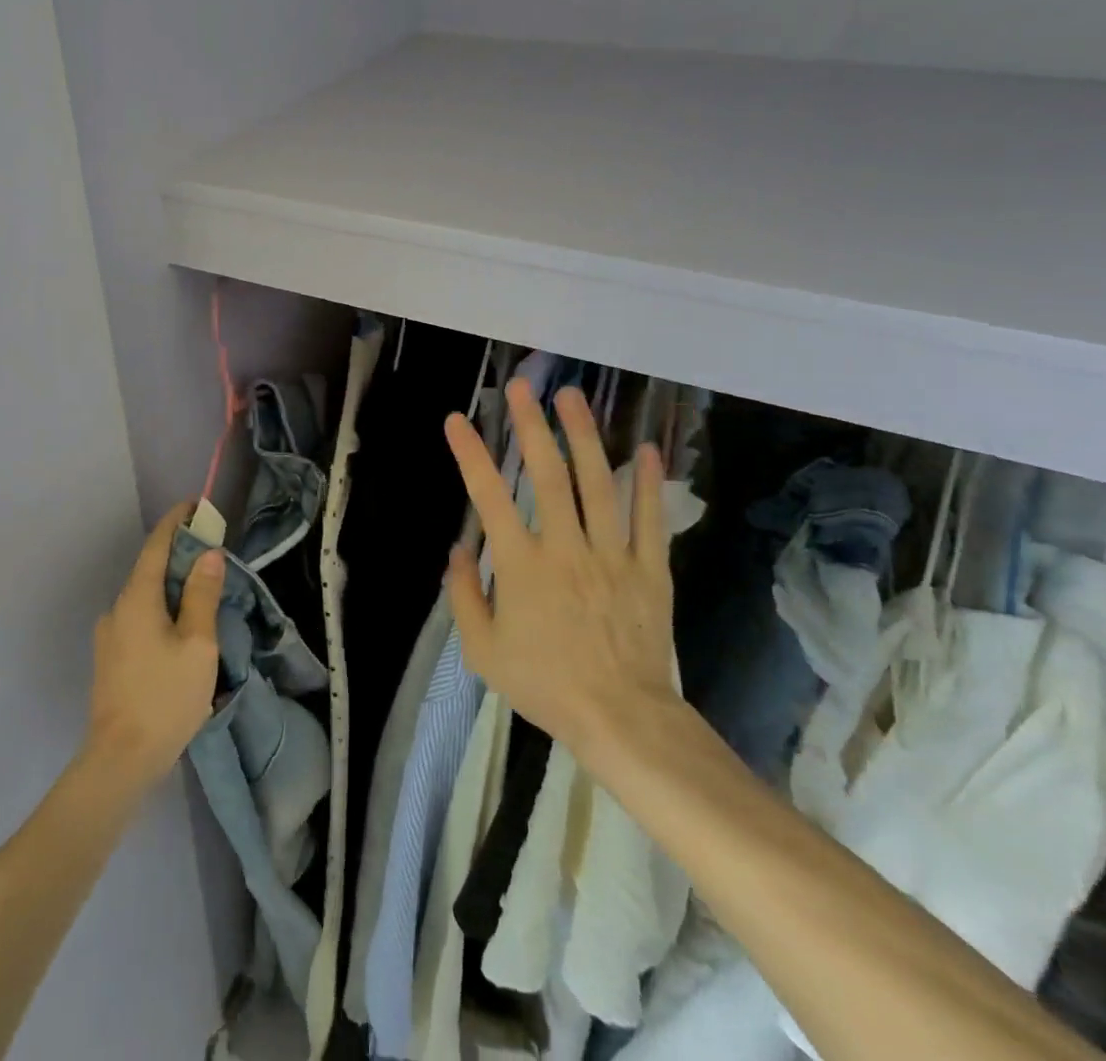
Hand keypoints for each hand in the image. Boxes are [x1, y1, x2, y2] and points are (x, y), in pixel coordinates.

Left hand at [84, 501, 223, 786]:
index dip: (175, 522)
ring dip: (171, 587)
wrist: (120, 760)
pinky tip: (181, 631)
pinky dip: (162, 611)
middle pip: (150, 570)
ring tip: (202, 594)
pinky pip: (140, 619)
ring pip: (145, 597)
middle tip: (211, 553)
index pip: (156, 545)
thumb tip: (207, 554)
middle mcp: (117, 608)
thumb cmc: (165, 696)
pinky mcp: (110, 659)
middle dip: (179, 556)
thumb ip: (202, 595)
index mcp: (137, 598)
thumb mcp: (197, 644)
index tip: (195, 506)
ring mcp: (109, 635)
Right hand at [442, 379, 682, 770]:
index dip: (470, 454)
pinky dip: (648, 483)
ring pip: (597, 485)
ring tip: (573, 398)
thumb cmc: (545, 684)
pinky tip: (646, 448)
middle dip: (532, 426)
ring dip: (584, 437)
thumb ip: (465, 595)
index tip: (456, 420)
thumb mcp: (483, 651)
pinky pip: (648, 519)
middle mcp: (565, 548)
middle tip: (523, 386)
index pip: (489, 497)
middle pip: (548, 475)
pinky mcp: (648, 570)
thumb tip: (460, 549)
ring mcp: (611, 555)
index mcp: (522, 566)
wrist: (621, 720)